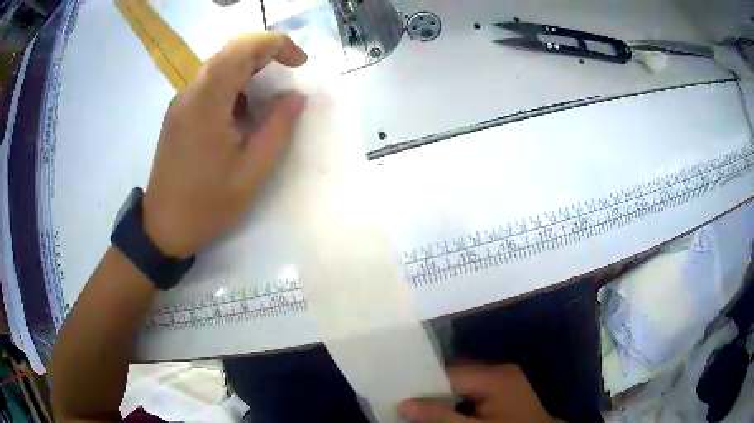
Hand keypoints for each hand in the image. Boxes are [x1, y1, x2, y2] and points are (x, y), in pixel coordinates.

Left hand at [142, 32, 306, 258]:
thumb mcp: (252, 171)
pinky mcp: (178, 113)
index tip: (300, 63)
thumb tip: (296, 97)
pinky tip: (241, 111)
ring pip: (219, 65)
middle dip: (266, 53)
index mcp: (208, 101)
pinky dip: (232, 84)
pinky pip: (209, 83)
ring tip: (267, 95)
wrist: (164, 227)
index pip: (243, 48)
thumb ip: (278, 128)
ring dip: (249, 68)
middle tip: (289, 73)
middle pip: (231, 50)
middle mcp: (191, 92)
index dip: (277, 44)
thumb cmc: (208, 203)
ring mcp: (181, 102)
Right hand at [399, 364, 565, 422]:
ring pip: (462, 384)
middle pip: (455, 376)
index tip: (398, 393)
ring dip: (442, 396)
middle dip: (431, 390)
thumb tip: (404, 403)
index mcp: (495, 376)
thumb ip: (439, 416)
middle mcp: (499, 371)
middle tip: (405, 401)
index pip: (449, 373)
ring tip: (418, 406)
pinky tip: (443, 410)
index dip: (422, 384)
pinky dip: (456, 400)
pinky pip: (471, 391)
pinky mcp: (503, 391)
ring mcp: (503, 380)